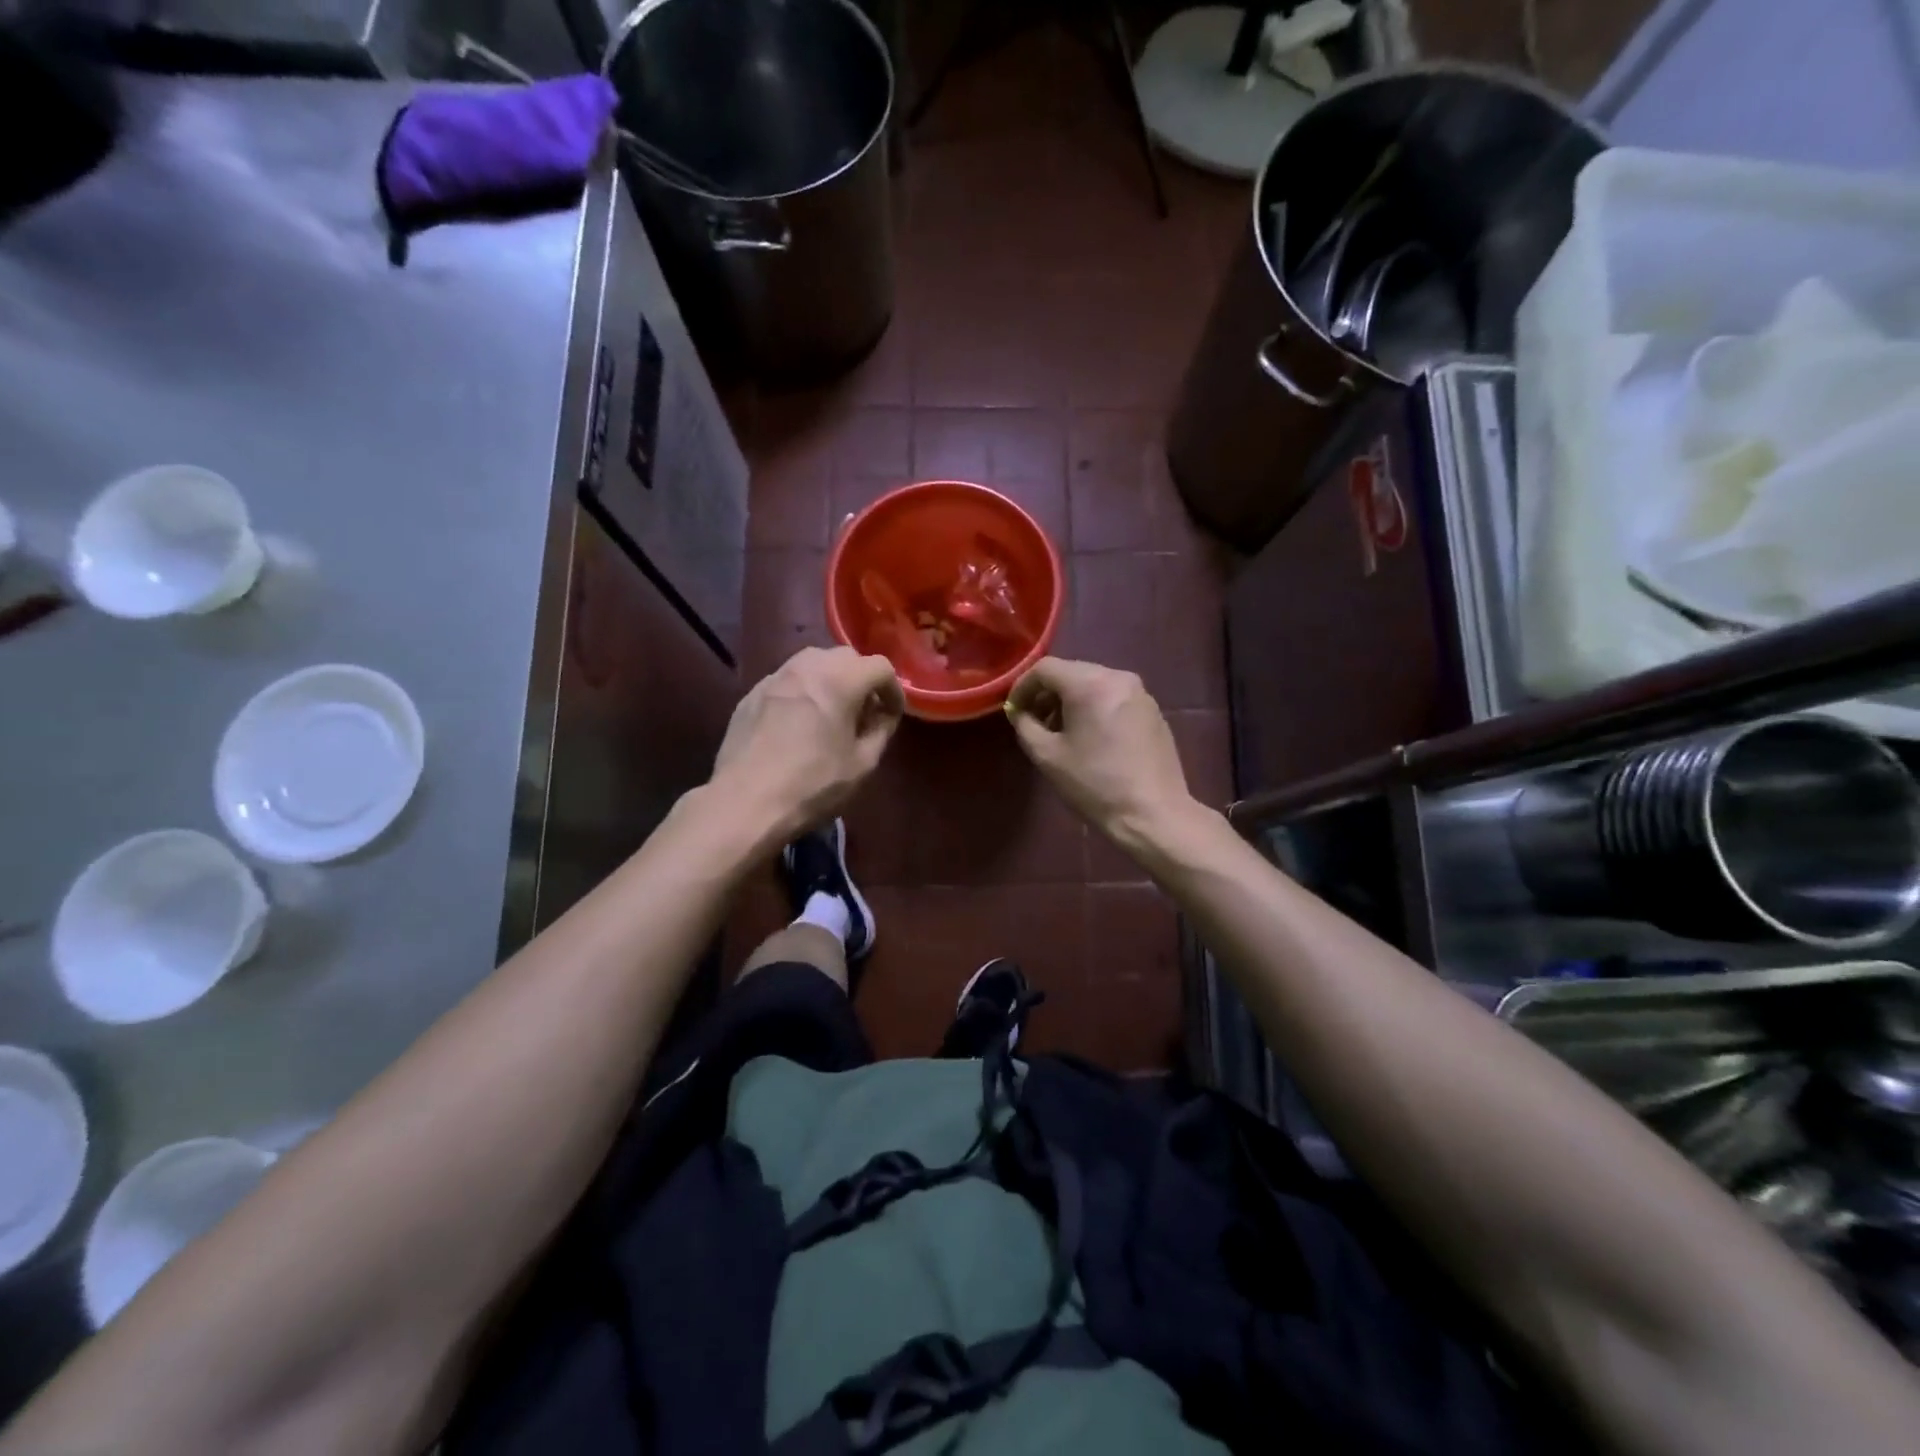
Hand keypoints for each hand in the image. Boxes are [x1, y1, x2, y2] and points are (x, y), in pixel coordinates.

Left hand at [712, 646, 904, 841]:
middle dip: (862, 679)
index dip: (893, 689)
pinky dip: (802, 692)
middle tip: (864, 712)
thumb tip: (883, 715)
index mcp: (839, 681)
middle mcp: (806, 668)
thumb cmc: (812, 785)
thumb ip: (880, 731)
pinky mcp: (751, 695)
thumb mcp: (862, 765)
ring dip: (830, 680)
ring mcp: (774, 678)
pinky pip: (787, 681)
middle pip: (845, 657)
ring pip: (812, 663)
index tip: (891, 715)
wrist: (745, 802)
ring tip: (831, 713)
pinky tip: (798, 724)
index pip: (880, 667)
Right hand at [1005, 658, 1194, 848]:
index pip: (1045, 668)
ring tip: (1061, 732)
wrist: (1152, 813)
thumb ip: (1025, 725)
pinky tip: (1091, 737)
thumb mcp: (1047, 756)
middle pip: (1071, 672)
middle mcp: (1118, 677)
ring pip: (1094, 683)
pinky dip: (1094, 707)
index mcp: (1090, 684)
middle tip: (1034, 721)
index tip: (1014, 712)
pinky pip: (1114, 697)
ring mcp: (1140, 692)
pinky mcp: (1153, 710)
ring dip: (1071, 701)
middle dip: (1047, 693)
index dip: (1022, 687)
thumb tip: (1020, 713)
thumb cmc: (1094, 784)